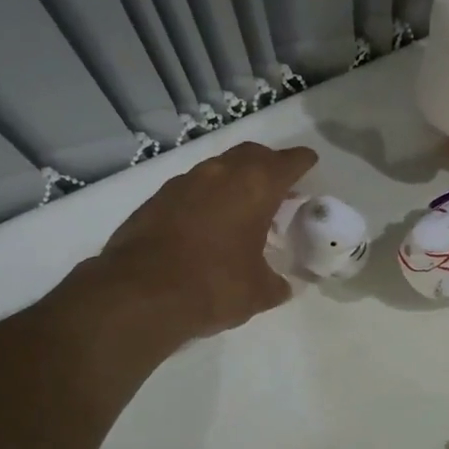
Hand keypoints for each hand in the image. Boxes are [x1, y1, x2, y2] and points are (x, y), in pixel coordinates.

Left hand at [95, 141, 317, 341]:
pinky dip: (206, 198)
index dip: (302, 161)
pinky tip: (207, 223)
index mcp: (254, 187)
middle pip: (251, 154)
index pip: (287, 162)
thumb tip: (281, 286)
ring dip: (234, 180)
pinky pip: (191, 188)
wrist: (139, 294)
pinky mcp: (156, 200)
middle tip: (279, 184)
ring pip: (218, 169)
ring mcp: (183, 183)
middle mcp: (220, 174)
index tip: (309, 161)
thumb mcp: (258, 292)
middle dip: (268, 164)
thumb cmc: (213, 286)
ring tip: (242, 206)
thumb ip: (275, 283)